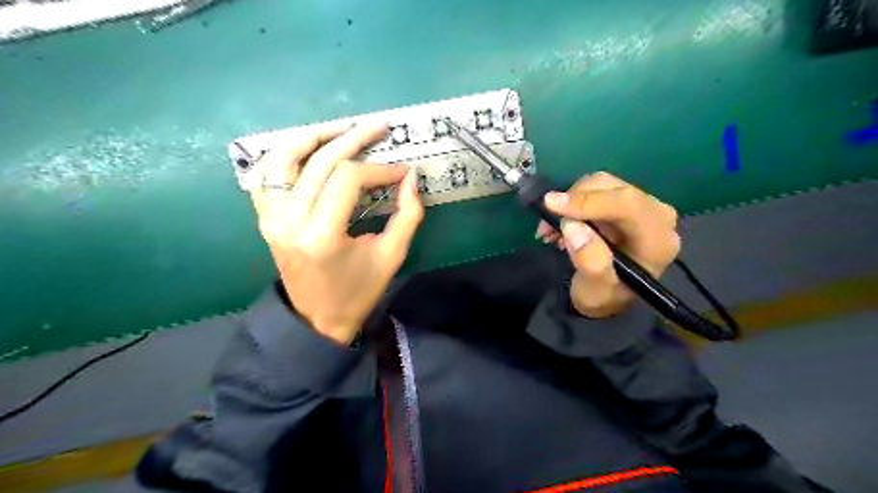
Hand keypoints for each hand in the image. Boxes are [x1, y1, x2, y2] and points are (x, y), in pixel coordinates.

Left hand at [249, 121, 423, 343]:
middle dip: (354, 139)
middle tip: (380, 126)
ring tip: (343, 127)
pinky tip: (308, 148)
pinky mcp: (264, 216)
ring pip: (285, 156)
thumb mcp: (391, 256)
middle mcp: (289, 219)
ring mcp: (270, 216)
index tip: (402, 171)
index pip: (350, 179)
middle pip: (320, 161)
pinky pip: (266, 173)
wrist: (315, 318)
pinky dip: (285, 154)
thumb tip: (412, 177)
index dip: (380, 169)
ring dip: (315, 136)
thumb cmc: (357, 292)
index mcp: (322, 234)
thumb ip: (408, 215)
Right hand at [539, 171, 681, 319]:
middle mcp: (657, 216)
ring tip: (551, 229)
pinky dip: (573, 202)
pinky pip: (596, 189)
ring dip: (570, 202)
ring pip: (602, 184)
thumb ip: (590, 263)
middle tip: (547, 225)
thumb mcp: (595, 291)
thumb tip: (573, 226)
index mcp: (658, 240)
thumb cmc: (604, 297)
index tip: (552, 205)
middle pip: (614, 189)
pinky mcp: (626, 203)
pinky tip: (561, 224)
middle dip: (575, 202)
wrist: (606, 298)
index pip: (627, 205)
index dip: (588, 201)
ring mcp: (642, 206)